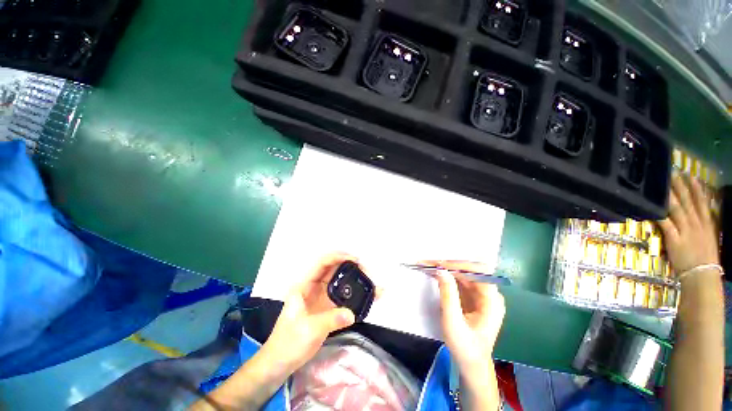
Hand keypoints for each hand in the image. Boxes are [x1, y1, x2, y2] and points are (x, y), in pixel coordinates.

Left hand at [264, 253, 359, 371]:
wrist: (281, 362)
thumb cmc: (288, 343)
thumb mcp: (309, 330)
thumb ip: (331, 320)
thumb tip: (352, 314)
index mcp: (305, 286)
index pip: (322, 263)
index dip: (338, 257)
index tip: (355, 260)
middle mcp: (314, 287)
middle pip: (335, 270)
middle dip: (351, 267)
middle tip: (367, 273)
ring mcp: (322, 297)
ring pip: (341, 282)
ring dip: (355, 280)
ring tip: (371, 283)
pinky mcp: (328, 308)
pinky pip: (344, 297)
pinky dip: (356, 295)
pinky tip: (368, 297)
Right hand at [422, 260, 505, 370]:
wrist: (471, 363)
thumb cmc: (465, 346)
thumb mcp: (453, 322)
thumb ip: (448, 295)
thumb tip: (441, 270)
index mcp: (492, 301)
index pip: (479, 272)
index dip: (459, 265)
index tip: (439, 264)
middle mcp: (489, 294)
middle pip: (470, 270)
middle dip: (449, 265)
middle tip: (429, 263)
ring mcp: (481, 294)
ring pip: (463, 273)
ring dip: (446, 269)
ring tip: (428, 265)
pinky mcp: (473, 296)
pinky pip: (460, 280)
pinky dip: (447, 276)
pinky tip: (435, 273)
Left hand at [658, 174, 719, 275]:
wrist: (703, 275)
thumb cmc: (706, 258)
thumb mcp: (711, 237)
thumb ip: (705, 224)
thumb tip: (700, 212)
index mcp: (707, 223)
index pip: (701, 201)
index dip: (695, 188)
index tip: (689, 175)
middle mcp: (697, 223)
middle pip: (687, 201)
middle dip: (680, 186)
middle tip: (672, 172)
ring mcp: (686, 230)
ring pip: (677, 209)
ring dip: (669, 196)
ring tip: (662, 184)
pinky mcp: (674, 239)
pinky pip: (665, 224)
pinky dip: (659, 215)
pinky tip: (651, 207)